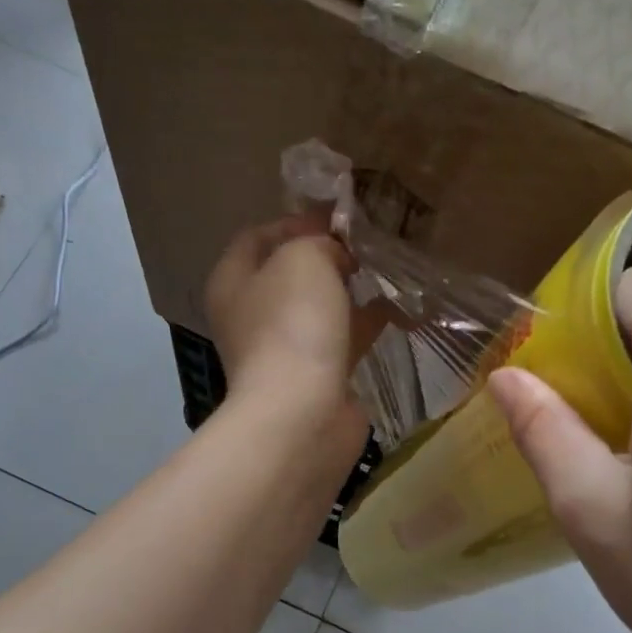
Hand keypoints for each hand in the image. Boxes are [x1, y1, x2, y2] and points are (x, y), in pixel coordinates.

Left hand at [205, 216, 379, 453]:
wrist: (303, 413)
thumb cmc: (292, 326)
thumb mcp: (303, 258)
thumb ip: (318, 242)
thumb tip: (334, 255)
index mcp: (233, 282)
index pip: (257, 237)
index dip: (295, 221)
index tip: (337, 219)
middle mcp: (251, 315)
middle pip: (289, 274)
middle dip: (327, 257)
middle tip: (366, 245)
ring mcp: (283, 350)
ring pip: (319, 309)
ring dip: (349, 292)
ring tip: (386, 271)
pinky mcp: (316, 377)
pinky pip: (342, 340)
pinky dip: (366, 325)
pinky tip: (398, 311)